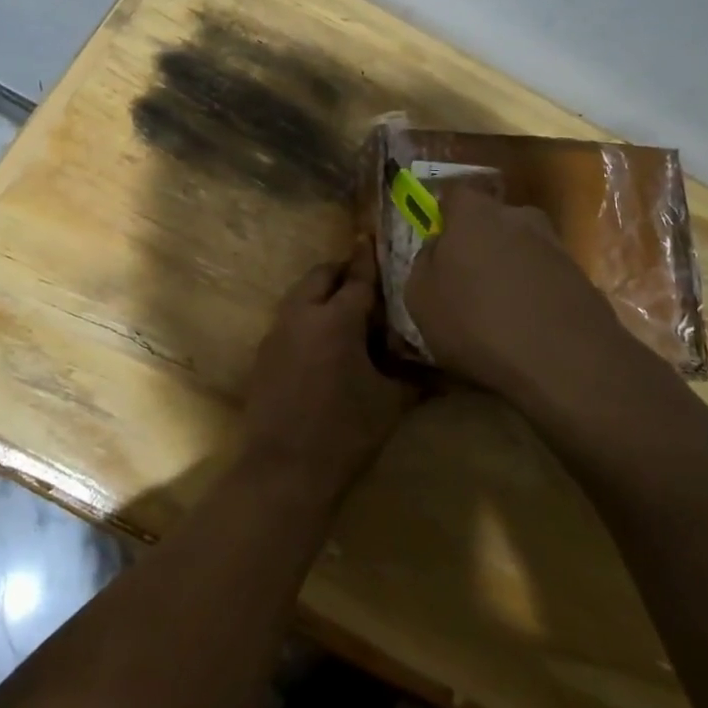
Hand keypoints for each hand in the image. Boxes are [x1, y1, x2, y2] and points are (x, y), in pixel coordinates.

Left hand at [241, 240, 414, 497]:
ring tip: (343, 310)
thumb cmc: (346, 432)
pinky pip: (287, 319)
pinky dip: (305, 317)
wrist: (284, 469)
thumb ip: (413, 377)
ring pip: (299, 295)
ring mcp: (277, 332)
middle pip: (320, 276)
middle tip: (361, 279)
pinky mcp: (263, 353)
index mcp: (336, 319)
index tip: (371, 238)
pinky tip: (320, 342)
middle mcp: (302, 314)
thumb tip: (444, 371)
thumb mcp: (390, 402)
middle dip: (341, 271)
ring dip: (320, 292)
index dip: (368, 259)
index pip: (357, 278)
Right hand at [405, 188, 645, 403]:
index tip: (438, 244)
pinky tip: (527, 329)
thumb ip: (424, 262)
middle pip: (492, 221)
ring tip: (498, 313)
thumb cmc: (476, 322)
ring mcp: (556, 246)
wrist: (566, 361)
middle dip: (480, 243)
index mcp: (474, 213)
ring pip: (521, 250)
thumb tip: (437, 246)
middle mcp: (518, 217)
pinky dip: (535, 296)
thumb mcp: (421, 298)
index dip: (445, 216)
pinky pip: (545, 279)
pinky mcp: (583, 278)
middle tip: (467, 281)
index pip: (455, 194)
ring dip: (509, 272)